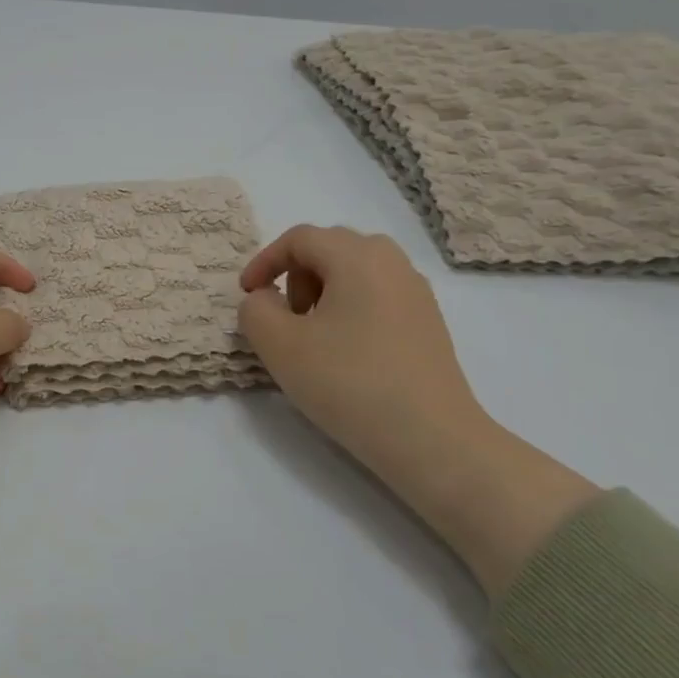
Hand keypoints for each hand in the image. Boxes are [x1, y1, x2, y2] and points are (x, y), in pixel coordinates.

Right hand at [238, 225, 488, 472]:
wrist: (431, 439)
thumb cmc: (348, 382)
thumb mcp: (279, 345)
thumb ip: (255, 310)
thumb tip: (266, 299)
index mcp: (357, 257)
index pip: (299, 238)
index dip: (264, 261)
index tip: (247, 295)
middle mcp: (392, 262)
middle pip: (330, 248)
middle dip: (296, 274)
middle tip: (284, 314)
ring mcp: (416, 292)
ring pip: (356, 270)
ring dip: (323, 290)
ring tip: (312, 335)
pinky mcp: (428, 323)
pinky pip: (378, 294)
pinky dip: (350, 307)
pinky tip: (346, 351)